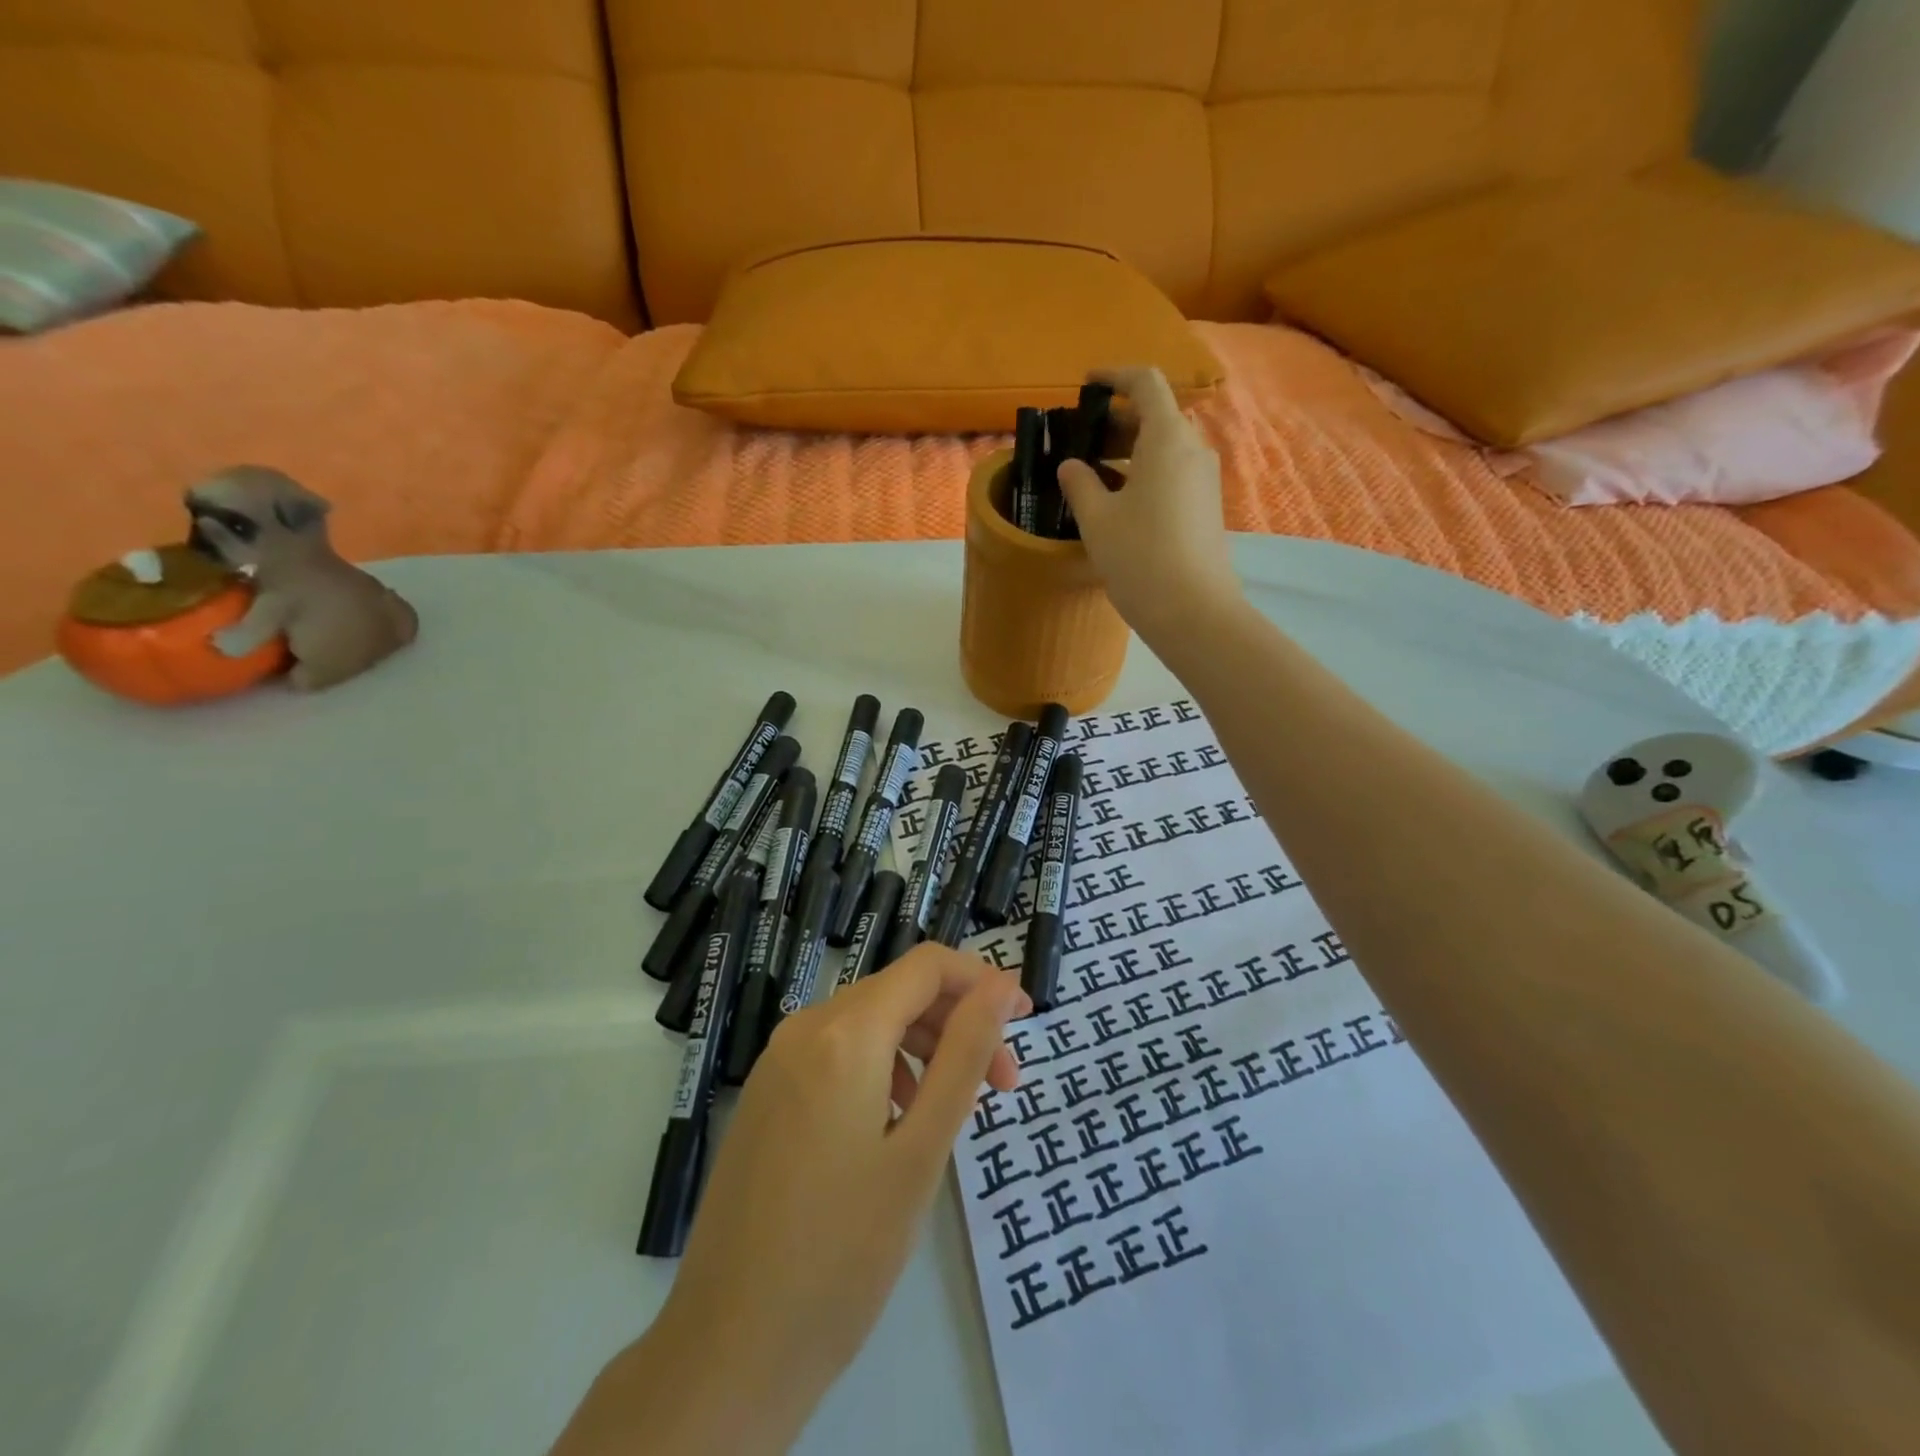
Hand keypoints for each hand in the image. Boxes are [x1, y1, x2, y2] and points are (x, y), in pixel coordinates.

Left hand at [582, 948, 1028, 1454]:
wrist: (730, 1348)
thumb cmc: (845, 1252)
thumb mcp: (922, 1149)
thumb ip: (966, 1054)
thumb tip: (1002, 985)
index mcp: (844, 1033)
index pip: (927, 965)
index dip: (982, 981)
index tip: (1025, 1022)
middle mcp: (804, 1028)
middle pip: (899, 991)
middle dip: (957, 1023)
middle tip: (1003, 1086)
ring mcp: (777, 1061)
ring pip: (869, 1021)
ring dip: (922, 1047)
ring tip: (953, 1111)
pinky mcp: (766, 1093)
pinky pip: (837, 1052)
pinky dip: (882, 1066)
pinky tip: (897, 1124)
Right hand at [1057, 366, 1240, 641]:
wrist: (1193, 612)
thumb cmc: (1140, 557)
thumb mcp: (1097, 520)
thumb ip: (1079, 484)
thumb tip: (1071, 466)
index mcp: (1167, 438)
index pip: (1145, 382)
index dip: (1115, 376)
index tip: (1087, 385)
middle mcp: (1193, 449)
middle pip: (1157, 414)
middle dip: (1118, 419)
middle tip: (1081, 439)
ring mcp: (1204, 479)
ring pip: (1166, 447)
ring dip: (1131, 449)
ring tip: (1094, 472)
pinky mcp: (1206, 507)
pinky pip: (1174, 473)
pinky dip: (1145, 472)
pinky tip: (1119, 501)